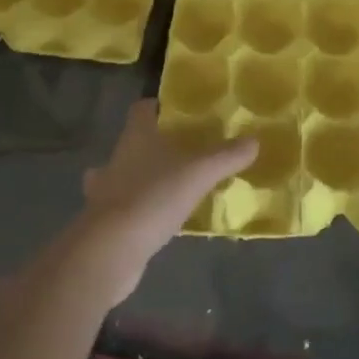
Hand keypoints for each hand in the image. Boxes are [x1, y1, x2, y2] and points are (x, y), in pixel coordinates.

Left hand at [74, 99, 256, 303]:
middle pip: (133, 142)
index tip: (178, 113)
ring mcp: (105, 192)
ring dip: (141, 179)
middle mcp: (117, 158)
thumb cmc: (153, 197)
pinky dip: (137, 211)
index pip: (142, 109)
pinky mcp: (103, 223)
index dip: (157, 107)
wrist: (110, 251)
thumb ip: (227, 156)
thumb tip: (254, 140)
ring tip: (168, 187)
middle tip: (183, 152)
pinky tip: (157, 221)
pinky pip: (123, 209)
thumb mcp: (199, 173)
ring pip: (123, 176)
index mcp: (136, 136)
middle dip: (153, 145)